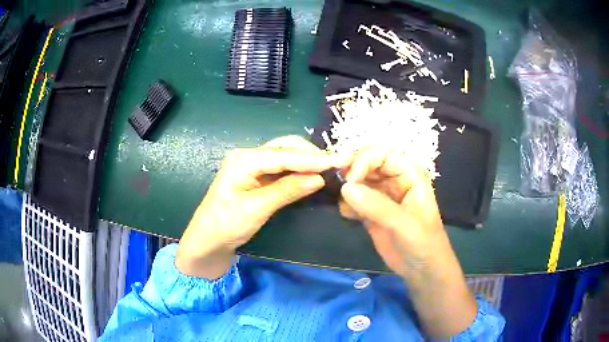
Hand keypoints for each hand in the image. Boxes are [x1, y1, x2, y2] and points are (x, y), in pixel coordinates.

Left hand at [176, 136, 348, 279]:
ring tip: (330, 167)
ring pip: (286, 156)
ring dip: (307, 160)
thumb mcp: (256, 209)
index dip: (314, 158)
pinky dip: (299, 170)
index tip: (340, 160)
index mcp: (244, 160)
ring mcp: (252, 165)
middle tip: (338, 164)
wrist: (207, 240)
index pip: (285, 155)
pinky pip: (282, 168)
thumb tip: (318, 178)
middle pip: (286, 148)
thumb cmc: (225, 225)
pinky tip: (312, 174)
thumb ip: (287, 191)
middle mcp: (248, 156)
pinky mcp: (256, 176)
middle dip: (312, 154)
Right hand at [339, 148, 476, 337]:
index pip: (383, 154)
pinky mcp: (371, 212)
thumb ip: (377, 206)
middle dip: (352, 173)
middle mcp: (394, 181)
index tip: (350, 179)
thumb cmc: (424, 244)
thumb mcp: (405, 225)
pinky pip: (354, 200)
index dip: (365, 160)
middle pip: (368, 164)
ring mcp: (382, 197)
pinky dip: (346, 204)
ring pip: (358, 181)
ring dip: (347, 189)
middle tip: (340, 190)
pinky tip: (347, 216)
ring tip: (345, 206)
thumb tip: (346, 187)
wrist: (422, 271)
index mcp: (409, 175)